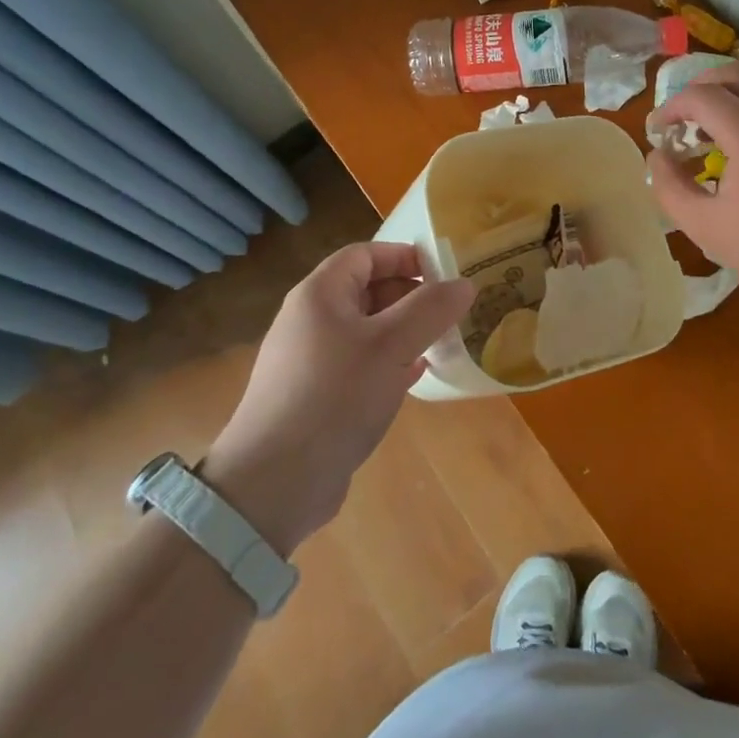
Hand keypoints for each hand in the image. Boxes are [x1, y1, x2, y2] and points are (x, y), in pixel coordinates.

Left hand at [202, 242, 472, 554]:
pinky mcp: (315, 396)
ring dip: (403, 331)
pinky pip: (358, 364)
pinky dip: (388, 362)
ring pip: (365, 330)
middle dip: (409, 296)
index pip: (365, 254)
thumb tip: (464, 283)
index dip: (404, 256)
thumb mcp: (391, 346)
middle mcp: (310, 320)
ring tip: (439, 343)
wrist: (274, 483)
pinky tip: (414, 376)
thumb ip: (431, 309)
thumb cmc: (334, 397)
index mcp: (320, 295)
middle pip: (366, 290)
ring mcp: (309, 360)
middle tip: (448, 312)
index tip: (443, 274)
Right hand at [647, 65, 738, 325]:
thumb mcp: (706, 228)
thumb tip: (657, 155)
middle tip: (681, 123)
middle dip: (697, 89)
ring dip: (725, 100)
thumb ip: (670, 187)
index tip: (658, 133)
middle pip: (732, 74)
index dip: (671, 108)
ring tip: (709, 138)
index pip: (701, 96)